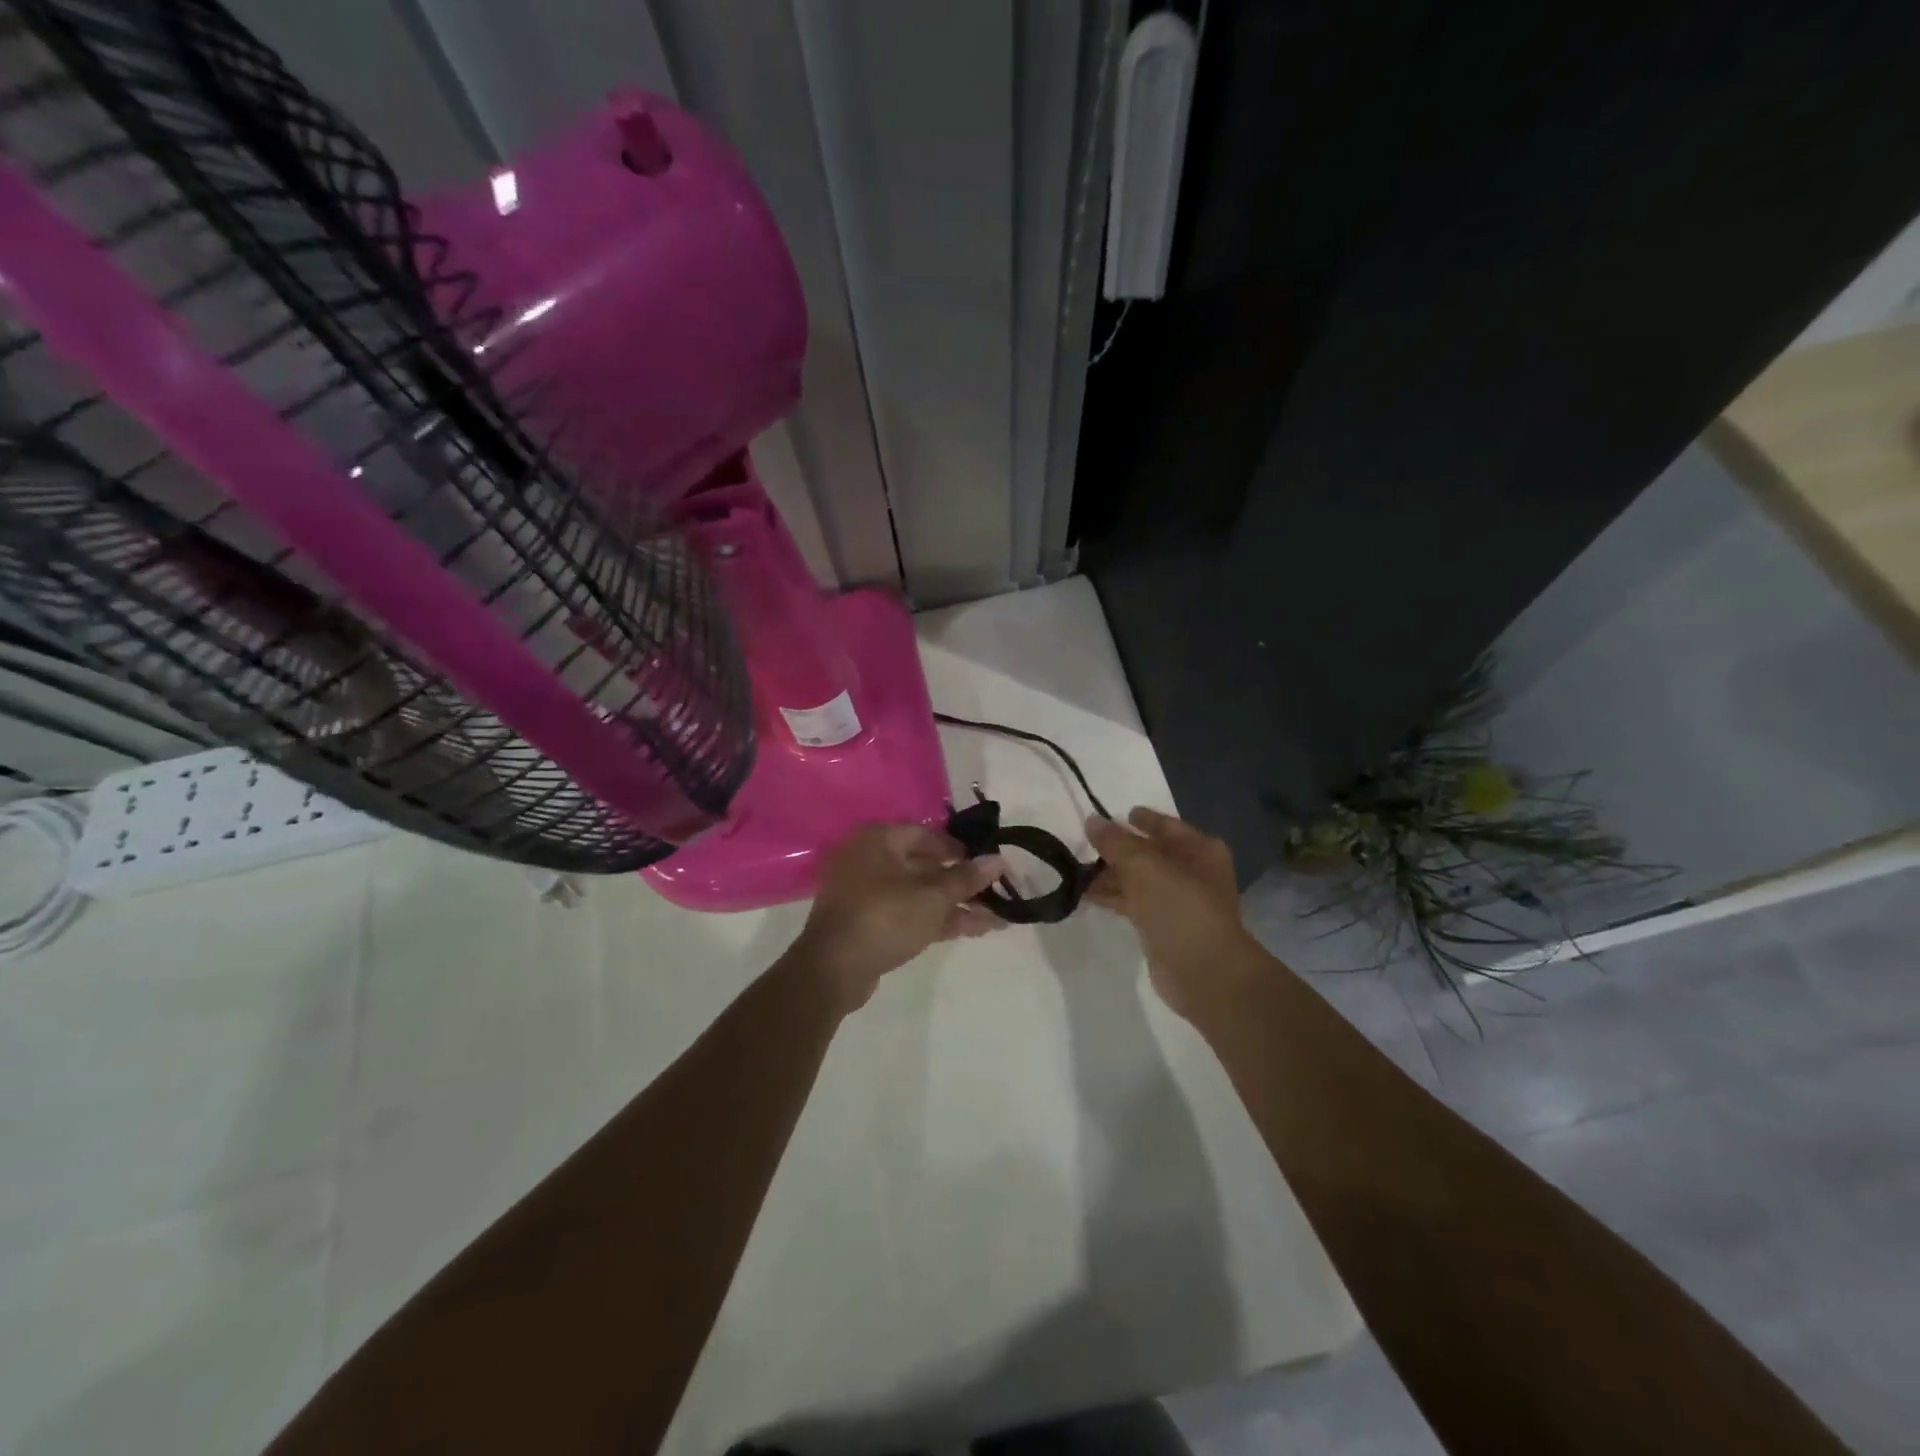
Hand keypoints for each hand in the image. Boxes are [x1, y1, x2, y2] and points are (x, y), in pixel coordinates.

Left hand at [790, 824, 1005, 1012]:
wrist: (833, 970)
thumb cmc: (884, 917)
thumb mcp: (932, 897)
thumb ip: (966, 878)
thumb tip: (998, 861)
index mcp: (878, 840)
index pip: (926, 834)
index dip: (959, 848)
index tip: (985, 862)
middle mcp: (870, 860)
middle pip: (924, 866)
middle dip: (962, 883)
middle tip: (995, 892)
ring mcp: (867, 894)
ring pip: (920, 894)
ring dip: (956, 905)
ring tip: (996, 918)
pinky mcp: (870, 924)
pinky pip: (910, 913)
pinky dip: (938, 920)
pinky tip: (974, 930)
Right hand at [1085, 807, 1258, 1018]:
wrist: (1204, 971)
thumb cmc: (1179, 907)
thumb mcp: (1143, 865)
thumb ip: (1115, 842)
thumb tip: (1091, 820)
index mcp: (1200, 849)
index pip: (1166, 825)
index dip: (1141, 819)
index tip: (1114, 815)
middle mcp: (1194, 872)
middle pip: (1151, 853)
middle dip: (1119, 850)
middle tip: (1086, 845)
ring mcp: (1180, 902)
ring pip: (1141, 880)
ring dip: (1112, 876)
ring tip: (1078, 871)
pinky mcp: (1165, 927)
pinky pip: (1135, 904)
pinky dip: (1115, 897)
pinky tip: (1088, 895)